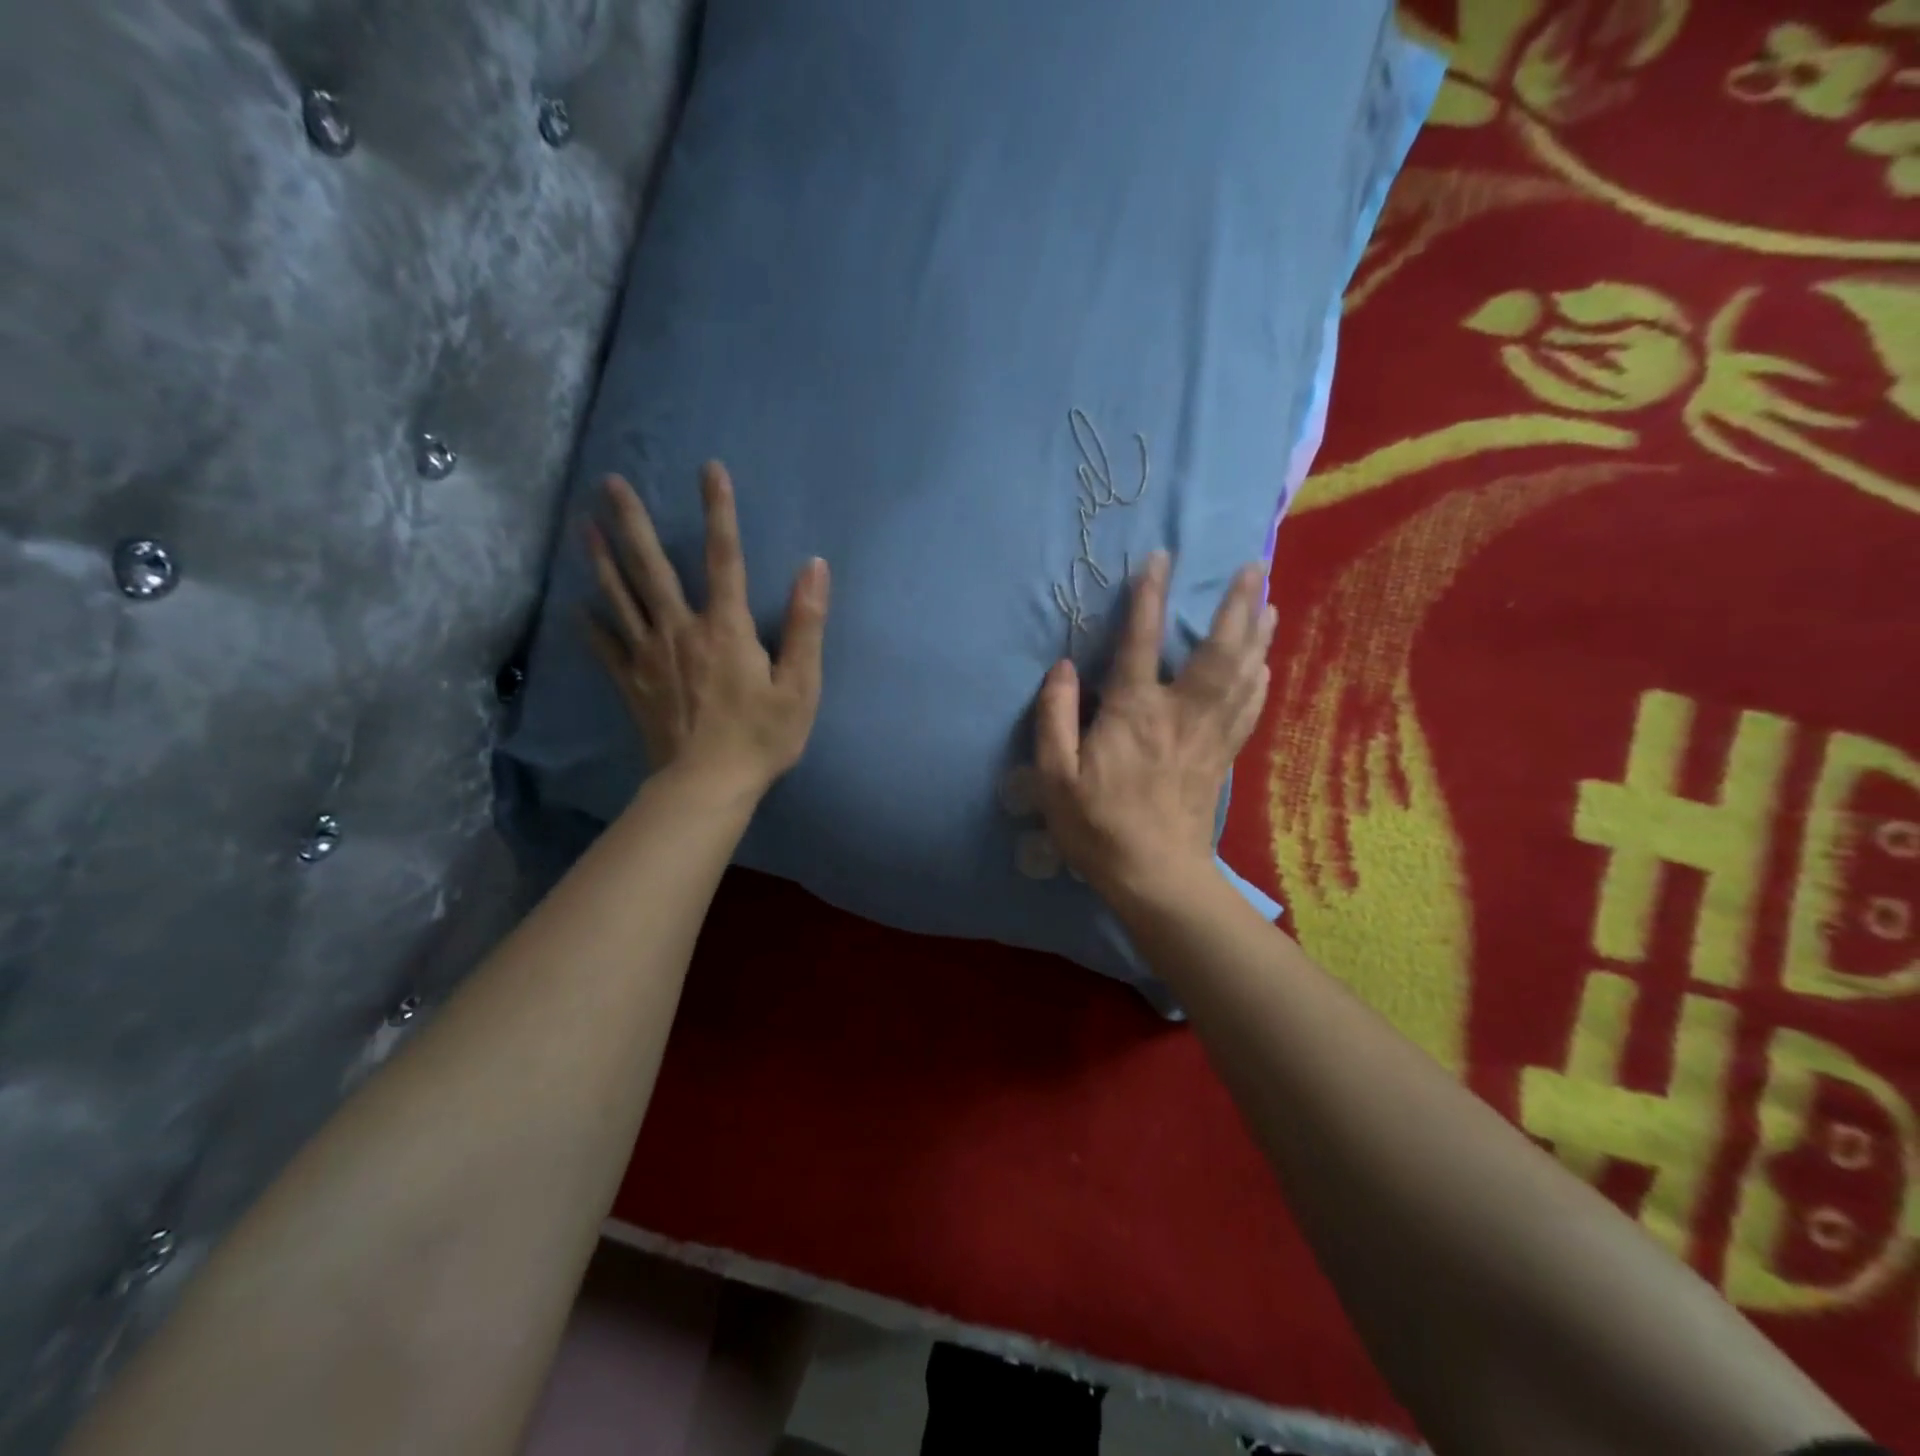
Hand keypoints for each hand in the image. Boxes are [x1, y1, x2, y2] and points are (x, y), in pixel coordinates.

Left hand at [585, 464, 829, 799]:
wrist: (708, 785)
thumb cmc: (761, 737)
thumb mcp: (800, 685)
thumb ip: (807, 625)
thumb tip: (814, 568)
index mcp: (726, 628)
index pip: (726, 558)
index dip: (719, 512)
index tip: (709, 469)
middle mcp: (681, 631)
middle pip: (652, 568)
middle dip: (633, 523)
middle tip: (610, 484)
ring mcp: (650, 657)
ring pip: (621, 598)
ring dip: (602, 560)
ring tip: (584, 526)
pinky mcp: (633, 684)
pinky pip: (606, 648)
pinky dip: (592, 625)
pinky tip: (577, 607)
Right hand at [1034, 552, 1274, 902]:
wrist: (1154, 874)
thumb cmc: (1097, 825)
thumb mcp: (1054, 775)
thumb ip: (1053, 717)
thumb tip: (1063, 667)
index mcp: (1134, 712)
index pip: (1141, 642)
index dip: (1149, 596)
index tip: (1160, 557)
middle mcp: (1180, 713)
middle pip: (1216, 650)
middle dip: (1236, 605)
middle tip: (1254, 566)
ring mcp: (1208, 735)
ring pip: (1242, 675)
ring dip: (1257, 635)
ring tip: (1270, 602)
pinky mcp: (1222, 757)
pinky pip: (1247, 709)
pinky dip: (1259, 681)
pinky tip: (1266, 664)